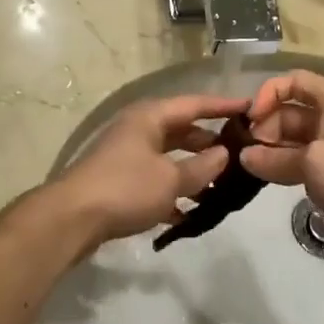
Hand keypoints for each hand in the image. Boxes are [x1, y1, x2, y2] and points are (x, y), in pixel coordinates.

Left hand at [52, 93, 248, 249]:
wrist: (71, 219)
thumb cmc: (125, 188)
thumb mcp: (171, 179)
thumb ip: (202, 167)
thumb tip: (224, 154)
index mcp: (150, 117)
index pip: (195, 104)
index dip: (224, 105)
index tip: (251, 108)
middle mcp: (138, 129)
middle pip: (182, 130)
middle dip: (210, 143)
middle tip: (240, 154)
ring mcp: (127, 155)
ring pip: (169, 157)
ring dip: (193, 171)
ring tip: (221, 188)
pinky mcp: (120, 181)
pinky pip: (155, 180)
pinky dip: (173, 192)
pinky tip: (190, 213)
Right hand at [240, 70, 323, 277]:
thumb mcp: (312, 161)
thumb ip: (274, 157)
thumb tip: (245, 157)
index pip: (296, 81)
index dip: (269, 93)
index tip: (250, 119)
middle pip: (292, 111)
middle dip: (266, 126)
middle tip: (245, 150)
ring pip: (295, 139)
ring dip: (271, 149)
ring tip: (248, 166)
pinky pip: (303, 162)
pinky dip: (284, 167)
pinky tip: (265, 179)